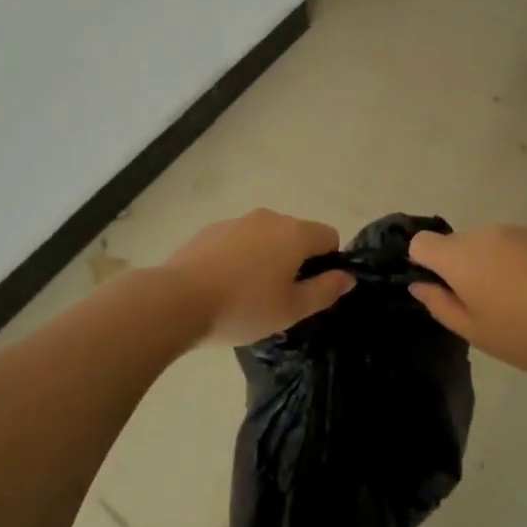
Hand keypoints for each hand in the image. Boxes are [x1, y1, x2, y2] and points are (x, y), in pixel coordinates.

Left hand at [162, 209, 353, 346]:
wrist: (179, 299)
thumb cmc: (244, 307)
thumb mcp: (292, 309)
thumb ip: (325, 290)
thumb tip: (347, 276)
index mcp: (294, 233)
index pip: (329, 236)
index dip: (328, 263)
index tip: (310, 290)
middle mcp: (269, 217)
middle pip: (297, 234)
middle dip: (296, 261)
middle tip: (281, 299)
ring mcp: (237, 220)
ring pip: (266, 237)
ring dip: (267, 258)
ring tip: (249, 296)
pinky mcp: (211, 230)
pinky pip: (240, 241)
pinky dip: (241, 258)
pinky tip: (224, 286)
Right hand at [409, 225, 526, 375]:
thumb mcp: (477, 333)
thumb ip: (440, 305)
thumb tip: (419, 285)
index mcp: (461, 258)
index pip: (421, 242)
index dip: (423, 264)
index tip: (443, 290)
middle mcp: (484, 234)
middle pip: (455, 243)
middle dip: (460, 267)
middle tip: (485, 304)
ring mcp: (516, 230)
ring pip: (486, 243)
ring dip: (489, 263)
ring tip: (519, 299)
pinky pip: (515, 242)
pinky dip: (517, 260)